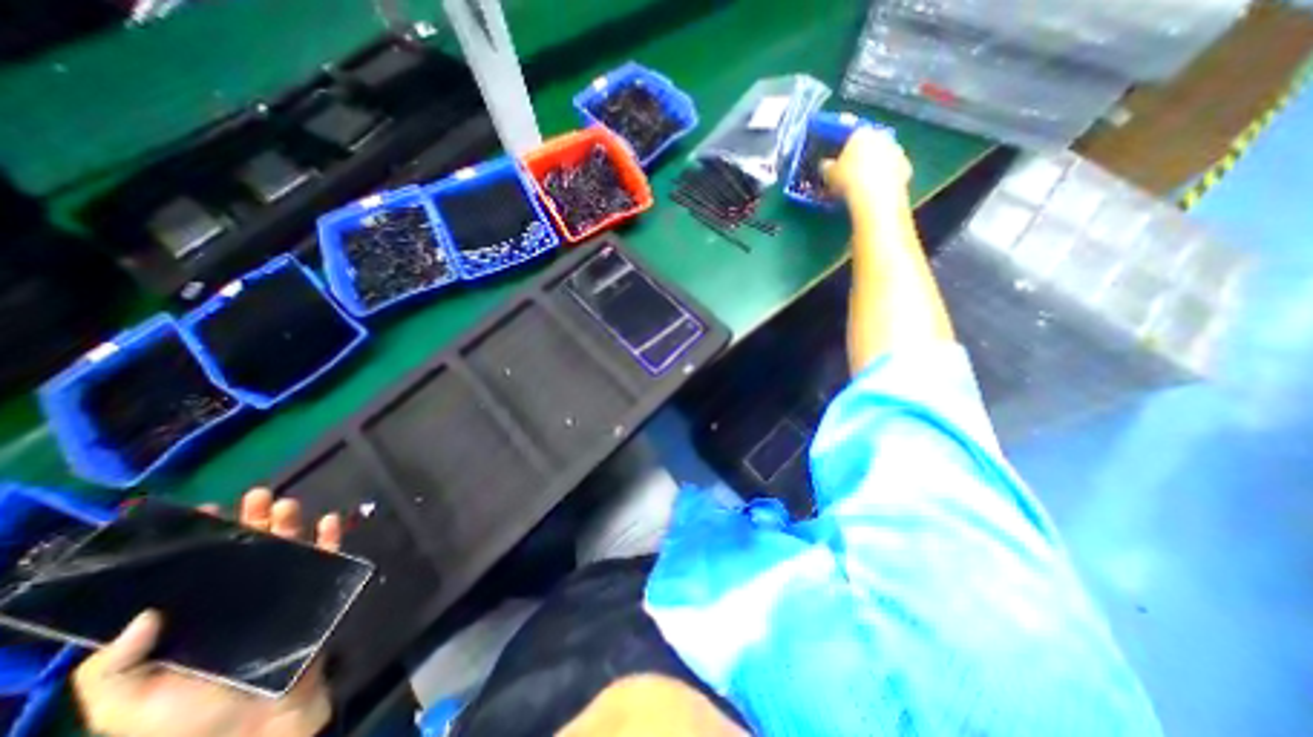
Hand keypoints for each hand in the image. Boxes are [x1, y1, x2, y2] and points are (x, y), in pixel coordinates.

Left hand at [72, 490, 340, 736]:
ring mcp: (283, 593)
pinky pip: (329, 559)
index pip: (196, 568)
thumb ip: (113, 666)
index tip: (202, 512)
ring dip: (290, 522)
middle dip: (252, 519)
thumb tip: (145, 610)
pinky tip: (328, 521)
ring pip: (289, 547)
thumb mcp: (127, 705)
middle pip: (247, 549)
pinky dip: (331, 538)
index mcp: (196, 615)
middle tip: (256, 495)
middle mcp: (240, 597)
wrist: (257, 733)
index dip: (197, 539)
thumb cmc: (186, 723)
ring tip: (286, 504)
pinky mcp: (319, 593)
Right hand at [823, 126, 908, 209]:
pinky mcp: (906, 168)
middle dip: (860, 155)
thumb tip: (825, 165)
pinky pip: (891, 172)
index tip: (836, 157)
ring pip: (882, 157)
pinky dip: (884, 179)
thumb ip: (826, 166)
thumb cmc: (848, 180)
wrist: (875, 196)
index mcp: (861, 132)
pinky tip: (874, 192)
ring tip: (862, 184)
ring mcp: (897, 151)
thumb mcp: (828, 174)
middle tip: (849, 171)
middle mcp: (882, 136)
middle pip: (869, 144)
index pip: (850, 133)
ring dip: (874, 166)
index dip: (841, 145)